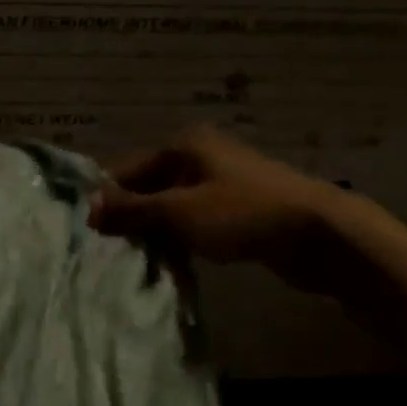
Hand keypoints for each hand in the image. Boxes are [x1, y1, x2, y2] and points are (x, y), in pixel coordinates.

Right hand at [89, 126, 348, 287]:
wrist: (319, 233)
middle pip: (148, 187)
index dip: (107, 200)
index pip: (127, 170)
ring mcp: (221, 182)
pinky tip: (170, 260)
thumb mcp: (178, 212)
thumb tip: (87, 209)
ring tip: (135, 259)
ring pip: (171, 207)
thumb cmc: (242, 213)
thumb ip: (132, 210)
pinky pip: (193, 221)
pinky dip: (180, 237)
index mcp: (184, 145)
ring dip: (155, 231)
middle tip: (109, 250)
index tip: (89, 232)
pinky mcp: (236, 209)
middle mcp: (200, 156)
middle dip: (130, 217)